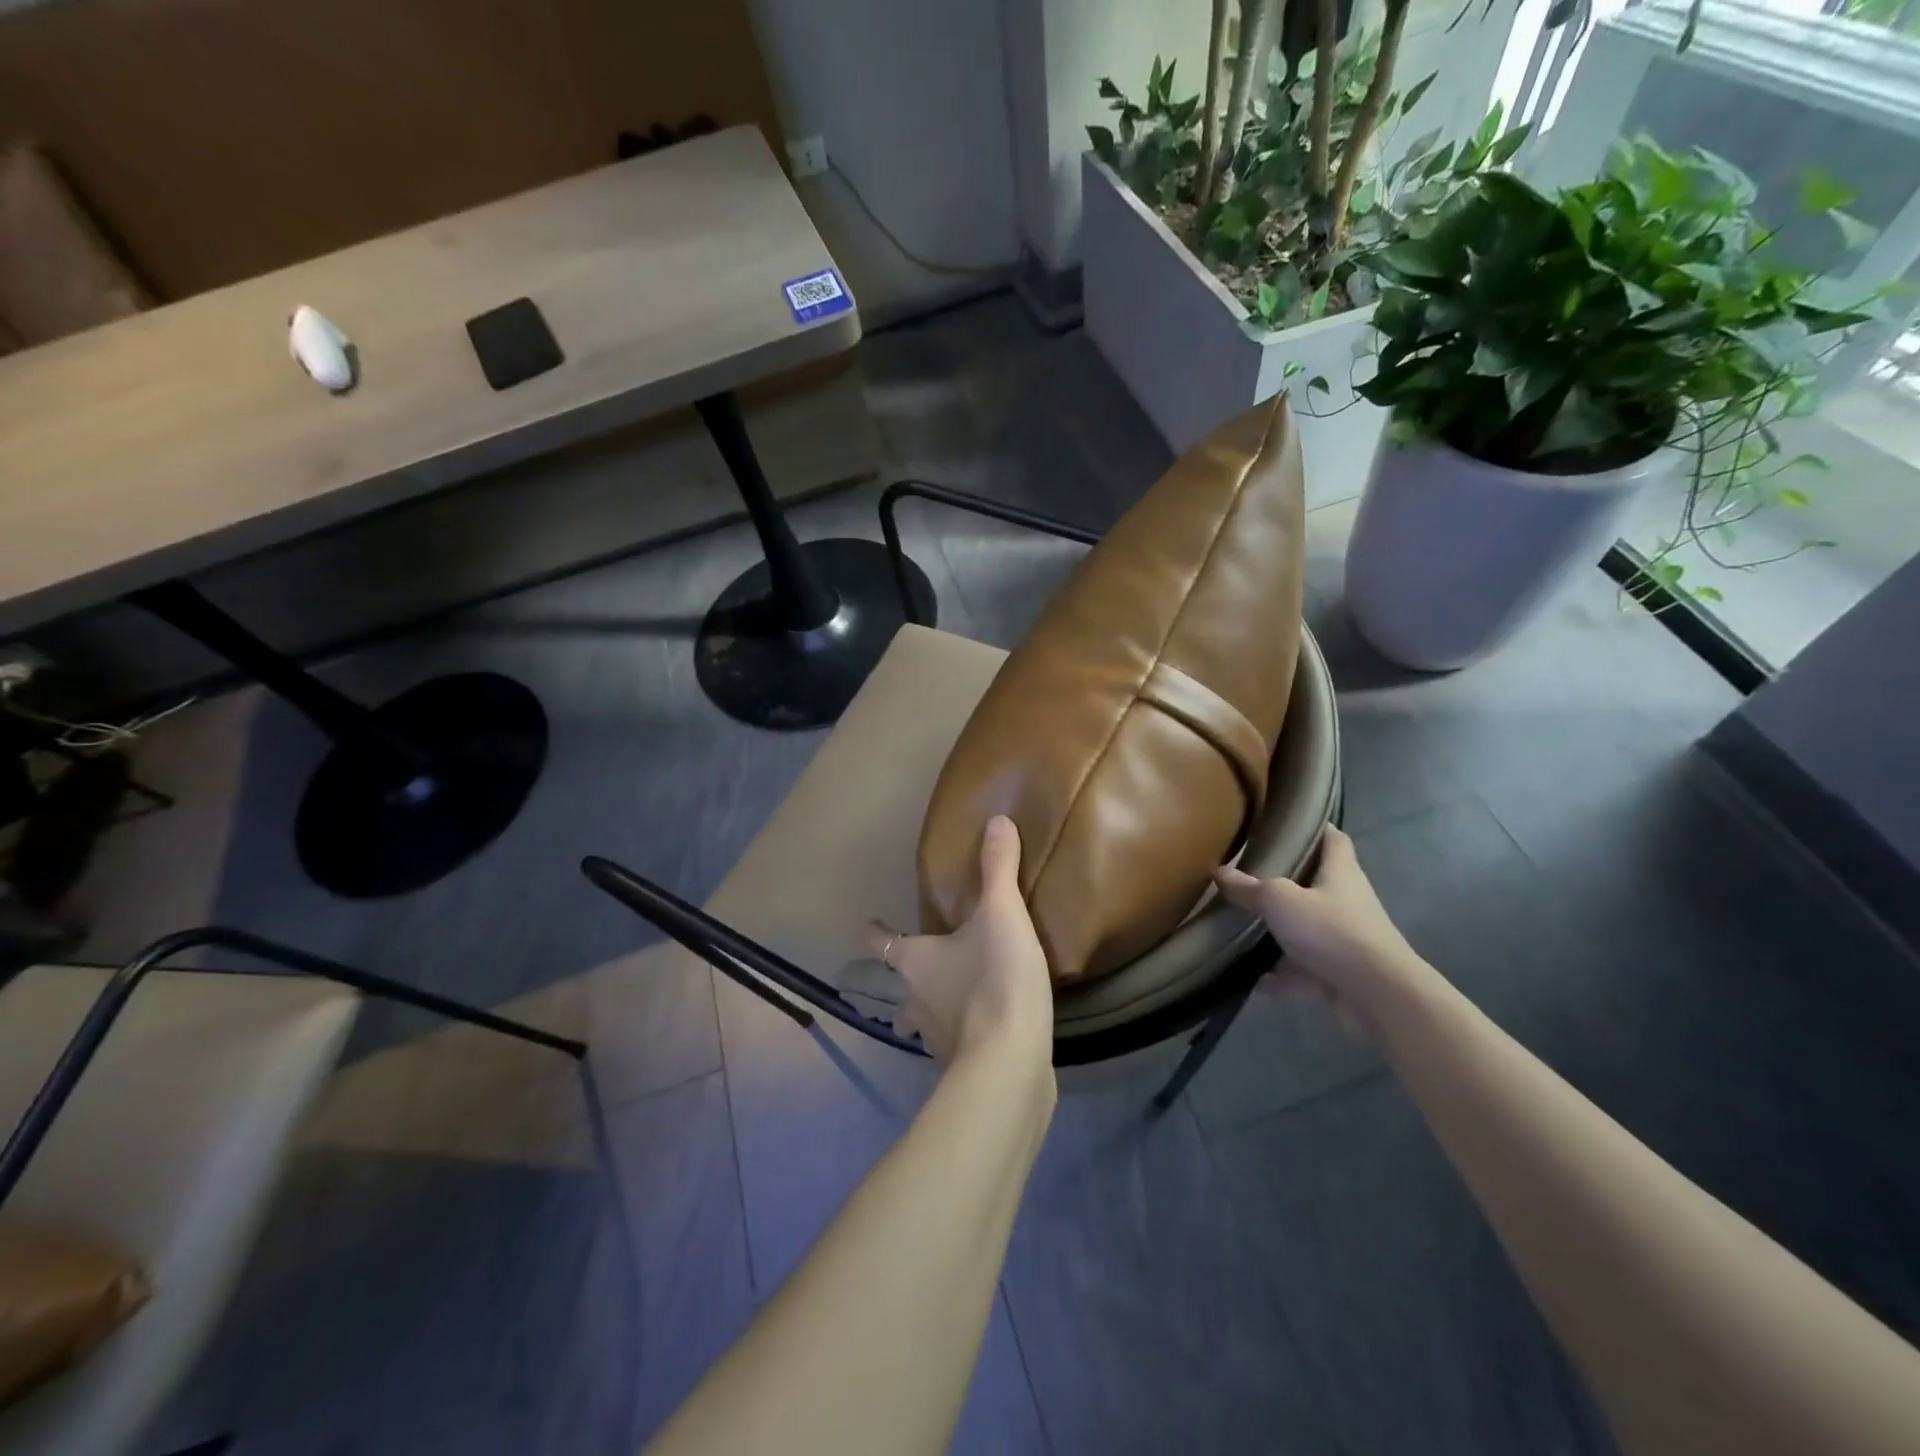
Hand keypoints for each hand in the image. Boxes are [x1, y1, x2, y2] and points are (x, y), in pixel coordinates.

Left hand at [867, 816, 1053, 1066]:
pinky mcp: (960, 1066)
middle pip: (895, 991)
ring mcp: (934, 1038)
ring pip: (918, 1024)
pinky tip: (978, 1034)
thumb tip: (997, 820)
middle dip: (900, 984)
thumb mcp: (1002, 914)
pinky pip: (952, 1046)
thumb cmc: (994, 979)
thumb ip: (999, 868)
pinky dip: (958, 1037)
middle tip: (915, 973)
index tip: (868, 925)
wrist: (1010, 1060)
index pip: (881, 941)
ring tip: (943, 1007)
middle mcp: (914, 1000)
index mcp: (914, 961)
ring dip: (924, 1015)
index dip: (874, 930)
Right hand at [1213, 825, 1423, 1017]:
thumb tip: (1220, 871)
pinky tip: (1258, 980)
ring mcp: (1347, 940)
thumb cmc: (1331, 931)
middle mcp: (1348, 902)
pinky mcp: (1341, 975)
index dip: (1315, 828)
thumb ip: (1249, 887)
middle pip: (1319, 883)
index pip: (1333, 839)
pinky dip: (1284, 976)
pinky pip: (1305, 971)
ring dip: (1284, 931)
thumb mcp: (1280, 900)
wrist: (1378, 996)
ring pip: (1310, 929)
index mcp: (1341, 873)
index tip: (1288, 824)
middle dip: (1289, 880)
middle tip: (1252, 873)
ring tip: (1248, 926)